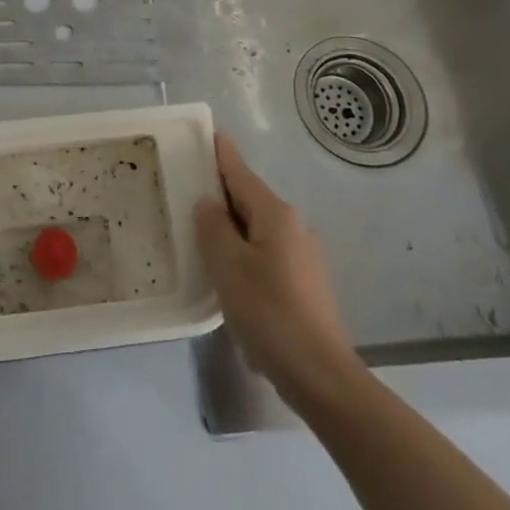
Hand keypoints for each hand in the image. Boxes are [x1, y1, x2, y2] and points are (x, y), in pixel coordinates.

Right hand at [195, 133, 359, 413]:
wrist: (321, 375)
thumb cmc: (269, 313)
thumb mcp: (228, 266)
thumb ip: (213, 227)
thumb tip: (209, 203)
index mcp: (276, 215)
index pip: (241, 174)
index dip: (223, 154)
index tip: (210, 133)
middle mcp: (294, 226)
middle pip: (250, 200)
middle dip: (222, 193)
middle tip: (188, 188)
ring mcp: (304, 256)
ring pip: (258, 229)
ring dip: (232, 227)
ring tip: (200, 232)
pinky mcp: (305, 284)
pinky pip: (266, 253)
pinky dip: (245, 252)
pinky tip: (228, 273)